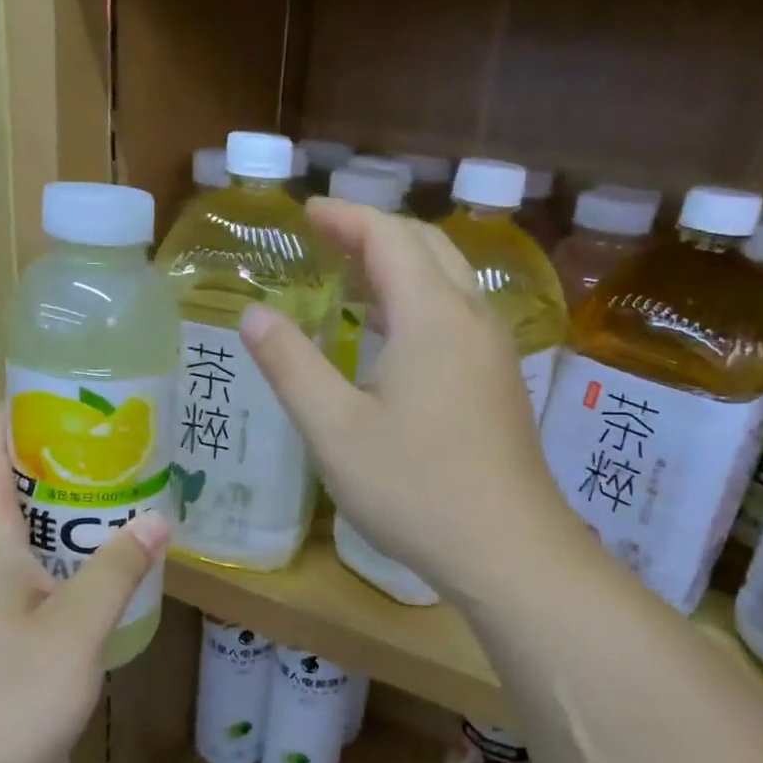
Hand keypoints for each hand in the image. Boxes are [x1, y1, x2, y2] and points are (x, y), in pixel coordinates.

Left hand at [0, 404, 169, 762]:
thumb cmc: (2, 698)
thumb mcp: (76, 629)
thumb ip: (117, 569)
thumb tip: (158, 518)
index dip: (21, 407)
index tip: (74, 393)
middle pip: (3, 476)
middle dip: (56, 451)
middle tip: (118, 442)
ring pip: (14, 522)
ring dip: (60, 502)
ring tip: (119, 492)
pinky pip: (19, 560)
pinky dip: (56, 544)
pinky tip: (95, 562)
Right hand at [239, 199, 578, 604]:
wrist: (509, 551)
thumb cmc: (415, 488)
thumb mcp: (334, 430)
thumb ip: (291, 365)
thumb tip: (254, 314)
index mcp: (432, 316)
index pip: (389, 236)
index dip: (345, 217)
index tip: (306, 212)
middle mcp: (471, 318)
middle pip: (427, 246)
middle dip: (374, 231)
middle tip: (326, 237)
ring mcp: (494, 351)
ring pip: (449, 280)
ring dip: (402, 264)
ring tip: (353, 277)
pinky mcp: (501, 383)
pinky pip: (459, 315)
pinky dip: (421, 300)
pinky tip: (394, 337)